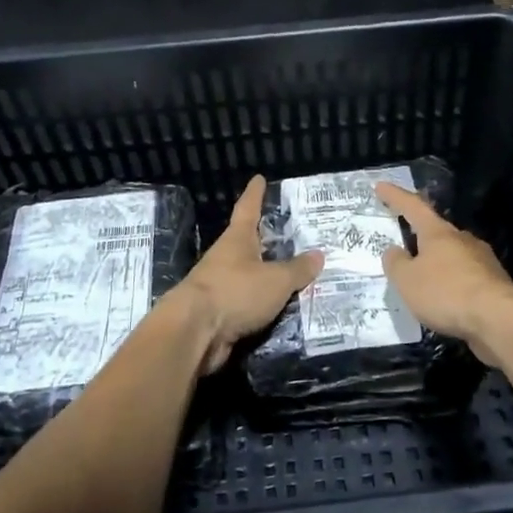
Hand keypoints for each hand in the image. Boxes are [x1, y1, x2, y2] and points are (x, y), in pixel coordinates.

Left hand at [175, 175, 322, 373]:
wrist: (194, 333)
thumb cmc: (235, 292)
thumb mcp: (276, 280)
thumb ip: (298, 269)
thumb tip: (318, 255)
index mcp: (237, 240)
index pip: (248, 209)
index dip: (255, 194)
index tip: (258, 179)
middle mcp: (225, 258)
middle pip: (247, 243)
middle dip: (266, 239)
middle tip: (290, 234)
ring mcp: (219, 286)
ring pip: (247, 274)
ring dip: (265, 274)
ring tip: (292, 275)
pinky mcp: (218, 314)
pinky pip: (246, 303)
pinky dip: (262, 303)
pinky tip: (279, 308)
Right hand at [376, 181, 512, 363]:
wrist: (498, 318)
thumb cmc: (446, 292)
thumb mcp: (407, 280)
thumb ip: (396, 263)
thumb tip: (394, 250)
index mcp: (438, 233)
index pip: (413, 207)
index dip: (395, 196)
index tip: (381, 186)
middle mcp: (462, 239)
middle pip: (436, 232)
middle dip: (420, 236)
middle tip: (404, 243)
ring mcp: (482, 260)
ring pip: (453, 255)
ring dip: (437, 263)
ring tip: (423, 280)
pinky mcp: (494, 283)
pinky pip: (465, 277)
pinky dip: (451, 283)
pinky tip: (445, 300)